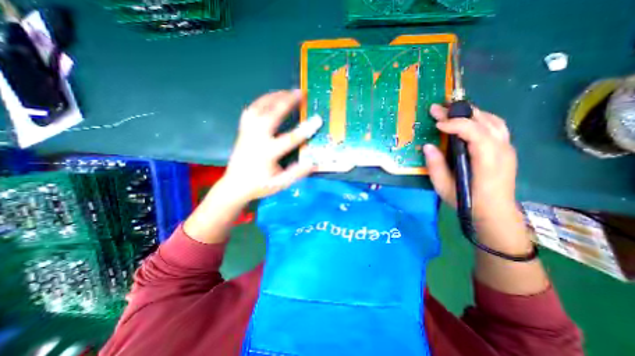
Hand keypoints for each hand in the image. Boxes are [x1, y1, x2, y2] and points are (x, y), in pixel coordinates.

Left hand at [221, 89, 322, 202]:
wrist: (234, 186)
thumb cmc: (259, 186)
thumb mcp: (280, 184)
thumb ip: (297, 173)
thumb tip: (314, 163)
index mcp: (267, 153)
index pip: (289, 139)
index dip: (305, 129)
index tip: (317, 120)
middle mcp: (256, 140)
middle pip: (271, 115)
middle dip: (286, 102)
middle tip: (299, 93)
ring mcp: (247, 133)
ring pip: (258, 109)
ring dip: (273, 97)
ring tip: (286, 91)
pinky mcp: (242, 131)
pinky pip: (250, 111)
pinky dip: (260, 102)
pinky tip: (268, 99)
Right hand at [424, 103, 517, 223]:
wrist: (495, 213)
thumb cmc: (467, 201)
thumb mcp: (444, 187)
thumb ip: (435, 166)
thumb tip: (427, 146)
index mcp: (487, 161)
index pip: (475, 133)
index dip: (456, 124)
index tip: (437, 124)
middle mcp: (502, 150)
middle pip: (484, 121)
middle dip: (459, 112)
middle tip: (438, 108)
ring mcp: (507, 148)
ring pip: (493, 120)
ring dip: (471, 112)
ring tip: (450, 111)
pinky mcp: (506, 149)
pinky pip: (495, 126)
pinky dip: (480, 118)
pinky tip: (467, 121)